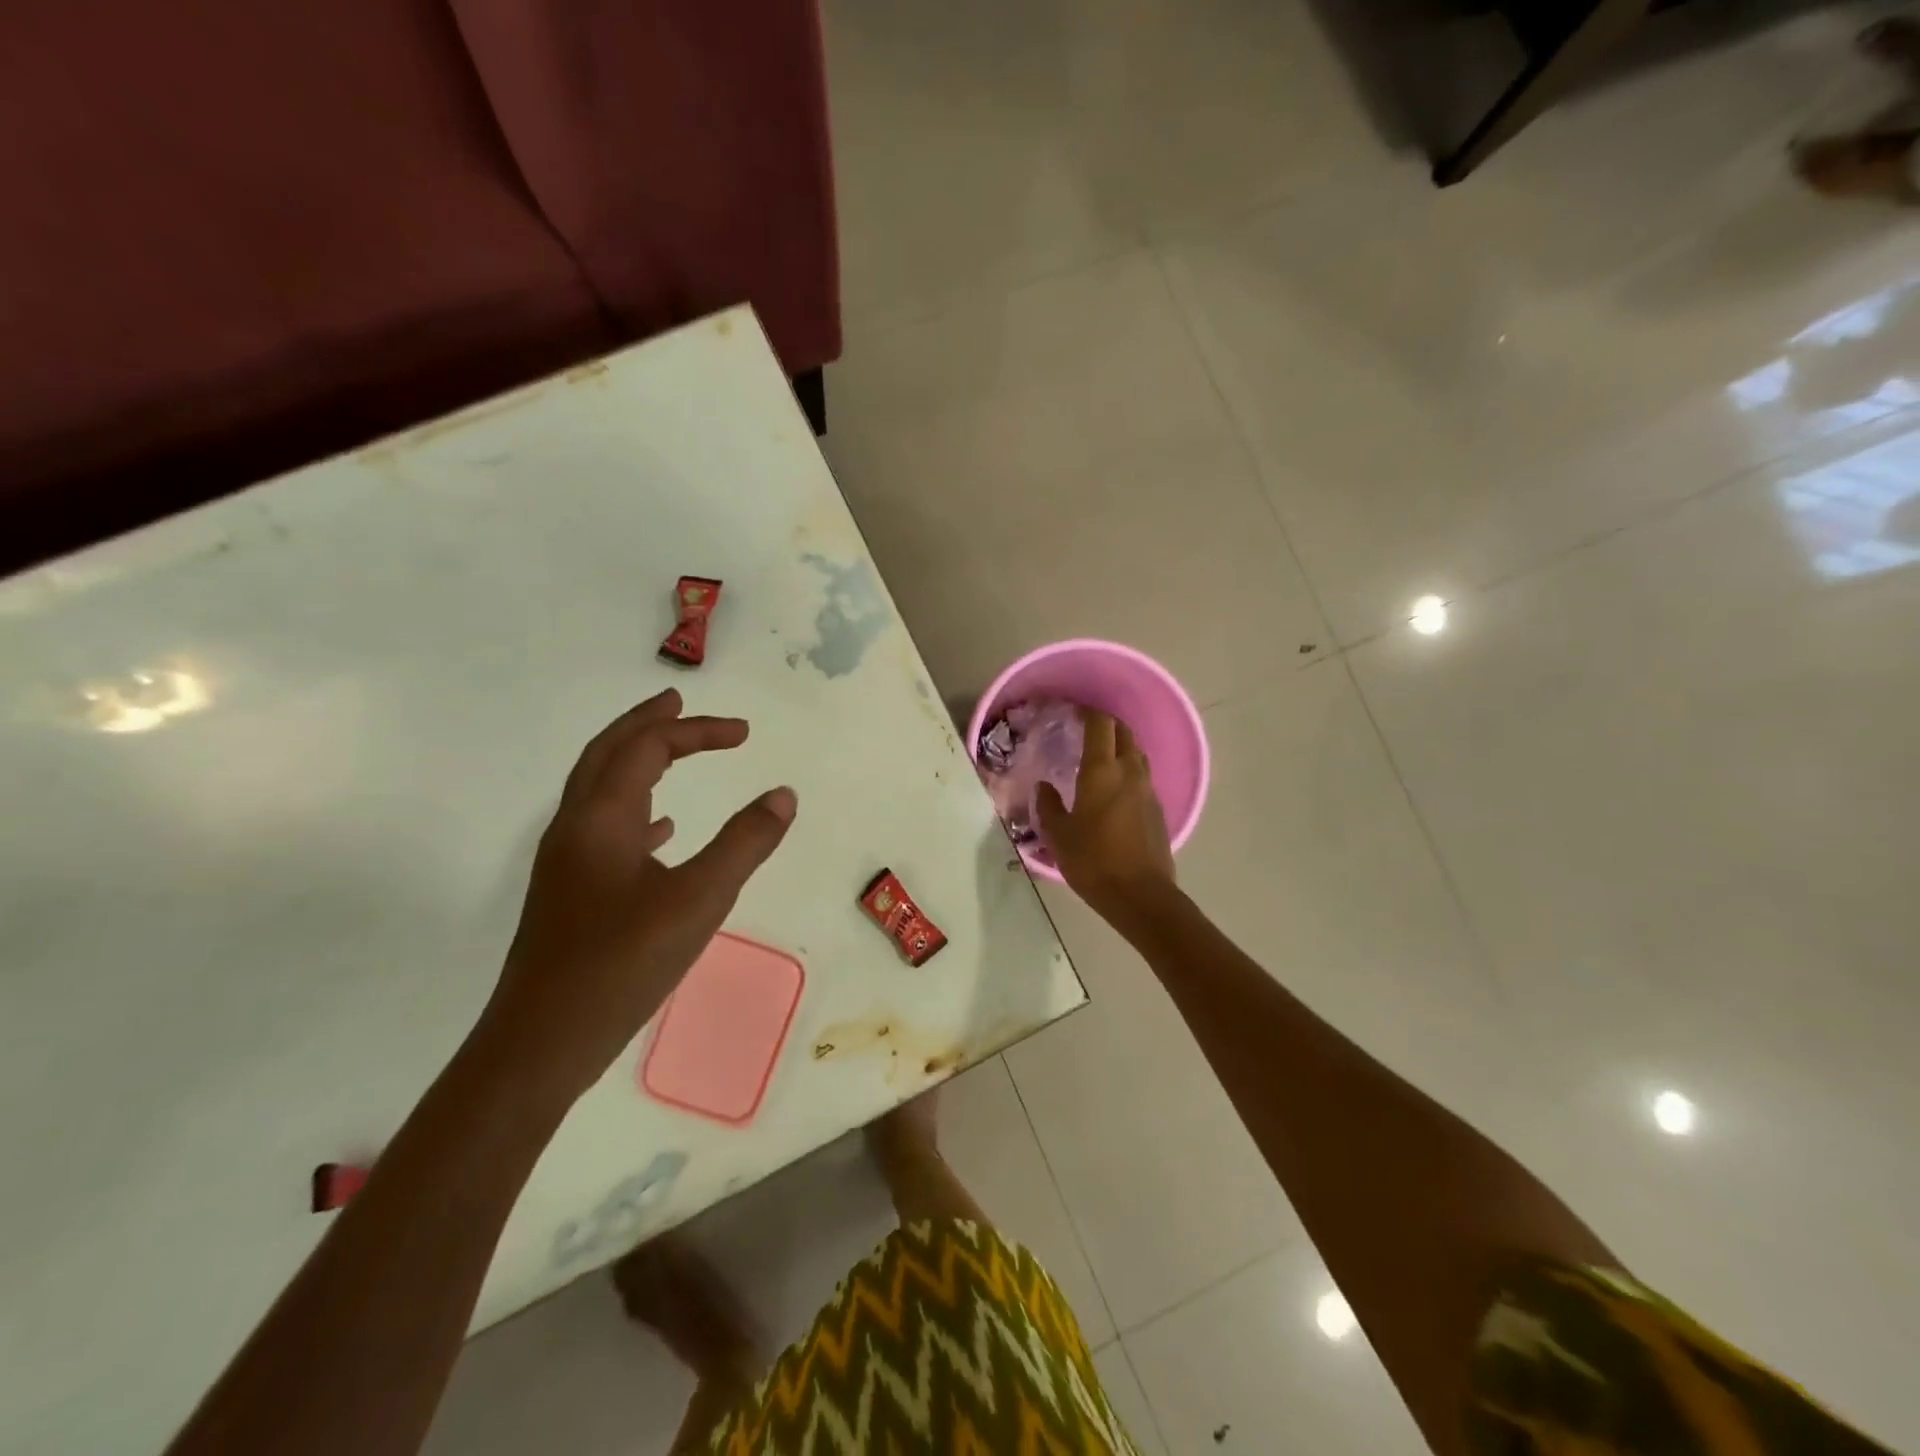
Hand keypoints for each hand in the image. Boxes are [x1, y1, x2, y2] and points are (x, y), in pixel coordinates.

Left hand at [477, 689, 796, 1103]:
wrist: (542, 1042)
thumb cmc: (621, 963)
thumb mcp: (699, 900)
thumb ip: (745, 843)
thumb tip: (783, 795)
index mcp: (601, 817)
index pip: (648, 747)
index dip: (696, 730)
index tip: (744, 734)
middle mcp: (577, 827)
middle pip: (607, 753)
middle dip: (647, 723)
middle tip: (679, 701)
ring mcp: (569, 862)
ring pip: (602, 790)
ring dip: (636, 760)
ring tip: (672, 751)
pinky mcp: (573, 893)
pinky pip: (606, 829)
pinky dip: (638, 811)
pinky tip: (664, 830)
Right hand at [1036, 707, 1175, 923]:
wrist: (1140, 895)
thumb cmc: (1093, 861)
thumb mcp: (1059, 835)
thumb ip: (1049, 806)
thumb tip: (1045, 787)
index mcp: (1102, 771)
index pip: (1100, 724)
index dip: (1088, 712)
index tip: (1073, 711)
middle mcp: (1129, 772)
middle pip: (1124, 732)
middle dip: (1106, 724)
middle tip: (1086, 729)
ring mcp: (1148, 790)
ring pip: (1137, 754)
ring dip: (1121, 746)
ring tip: (1101, 756)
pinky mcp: (1158, 809)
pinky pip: (1142, 777)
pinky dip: (1129, 770)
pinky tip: (1115, 788)